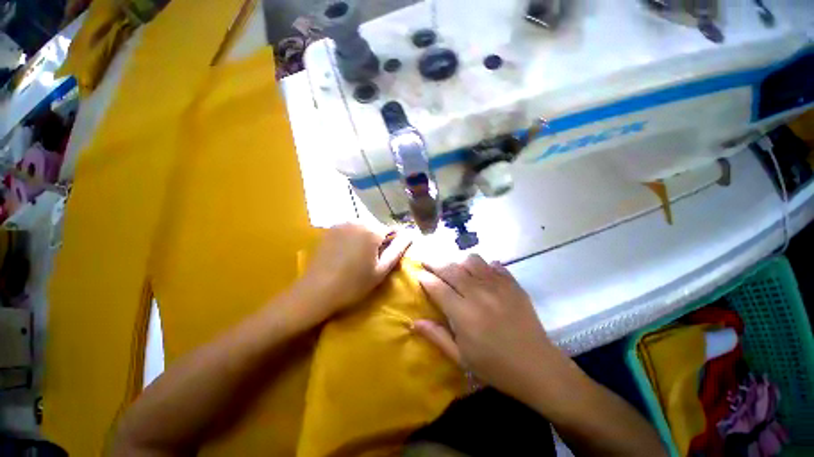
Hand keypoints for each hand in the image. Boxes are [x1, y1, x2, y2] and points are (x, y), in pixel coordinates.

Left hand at [296, 223, 411, 321]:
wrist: (316, 292)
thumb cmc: (353, 284)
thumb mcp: (381, 270)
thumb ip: (398, 250)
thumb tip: (411, 234)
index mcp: (372, 230)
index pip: (392, 230)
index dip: (393, 243)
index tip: (388, 257)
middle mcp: (357, 221)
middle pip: (376, 228)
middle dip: (379, 241)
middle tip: (373, 261)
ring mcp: (341, 224)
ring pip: (363, 229)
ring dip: (366, 239)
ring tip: (359, 258)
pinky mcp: (330, 229)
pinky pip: (350, 230)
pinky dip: (353, 238)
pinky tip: (346, 254)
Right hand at [415, 254, 573, 404]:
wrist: (538, 367)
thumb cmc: (495, 367)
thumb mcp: (461, 357)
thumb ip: (436, 336)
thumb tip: (413, 322)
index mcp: (463, 313)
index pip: (437, 287)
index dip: (425, 278)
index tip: (418, 273)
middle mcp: (478, 294)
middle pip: (451, 269)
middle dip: (434, 262)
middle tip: (426, 260)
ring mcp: (498, 286)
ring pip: (472, 260)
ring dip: (459, 262)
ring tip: (455, 268)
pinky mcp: (513, 284)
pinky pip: (494, 265)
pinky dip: (484, 265)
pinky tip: (481, 273)